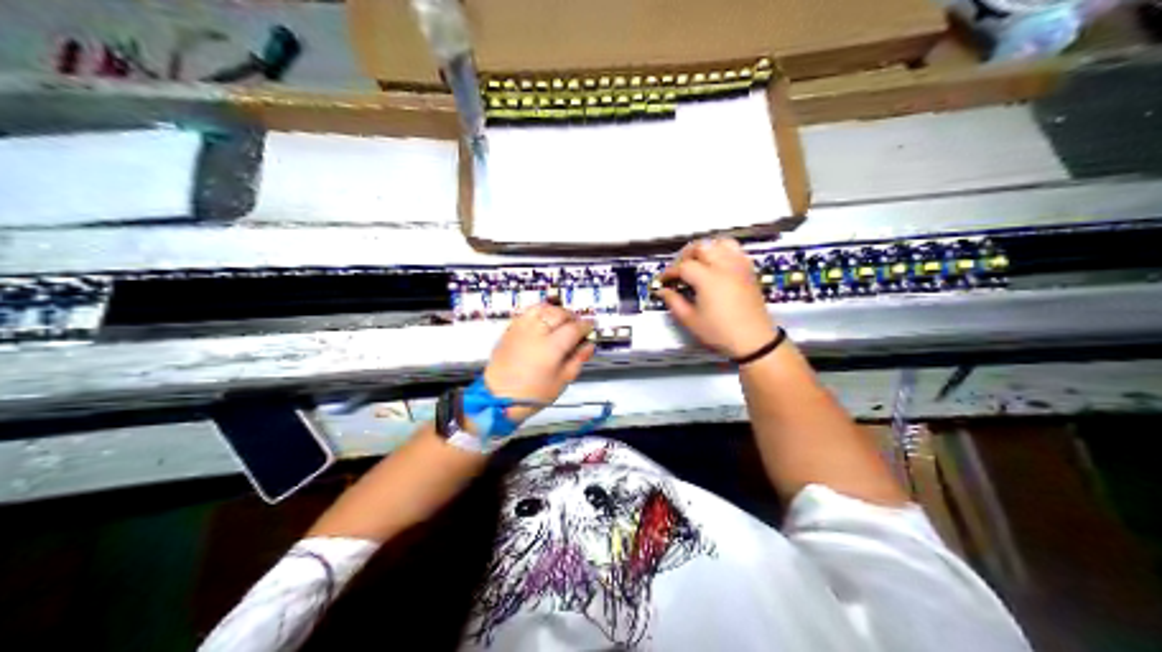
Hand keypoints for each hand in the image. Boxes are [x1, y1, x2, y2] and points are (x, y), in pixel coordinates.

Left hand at [481, 303, 592, 421]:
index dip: (586, 326)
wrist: (499, 398)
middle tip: (577, 325)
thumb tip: (588, 346)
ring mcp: (521, 329)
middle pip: (559, 313)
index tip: (590, 327)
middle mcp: (536, 333)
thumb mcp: (561, 381)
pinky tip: (543, 321)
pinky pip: (527, 312)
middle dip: (572, 317)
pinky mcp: (510, 330)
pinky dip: (539, 312)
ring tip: (560, 320)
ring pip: (542, 308)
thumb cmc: (532, 395)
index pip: (574, 328)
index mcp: (551, 347)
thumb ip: (577, 360)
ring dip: (555, 311)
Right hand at [657, 237, 775, 359]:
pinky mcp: (749, 271)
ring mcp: (739, 266)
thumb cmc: (721, 333)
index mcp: (708, 278)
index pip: (683, 266)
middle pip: (701, 247)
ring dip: (706, 249)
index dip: (670, 272)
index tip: (663, 280)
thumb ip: (674, 302)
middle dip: (686, 255)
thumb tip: (663, 291)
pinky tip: (718, 264)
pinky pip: (736, 250)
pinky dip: (724, 251)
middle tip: (679, 270)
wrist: (754, 341)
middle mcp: (724, 266)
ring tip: (699, 261)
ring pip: (720, 243)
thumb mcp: (691, 321)